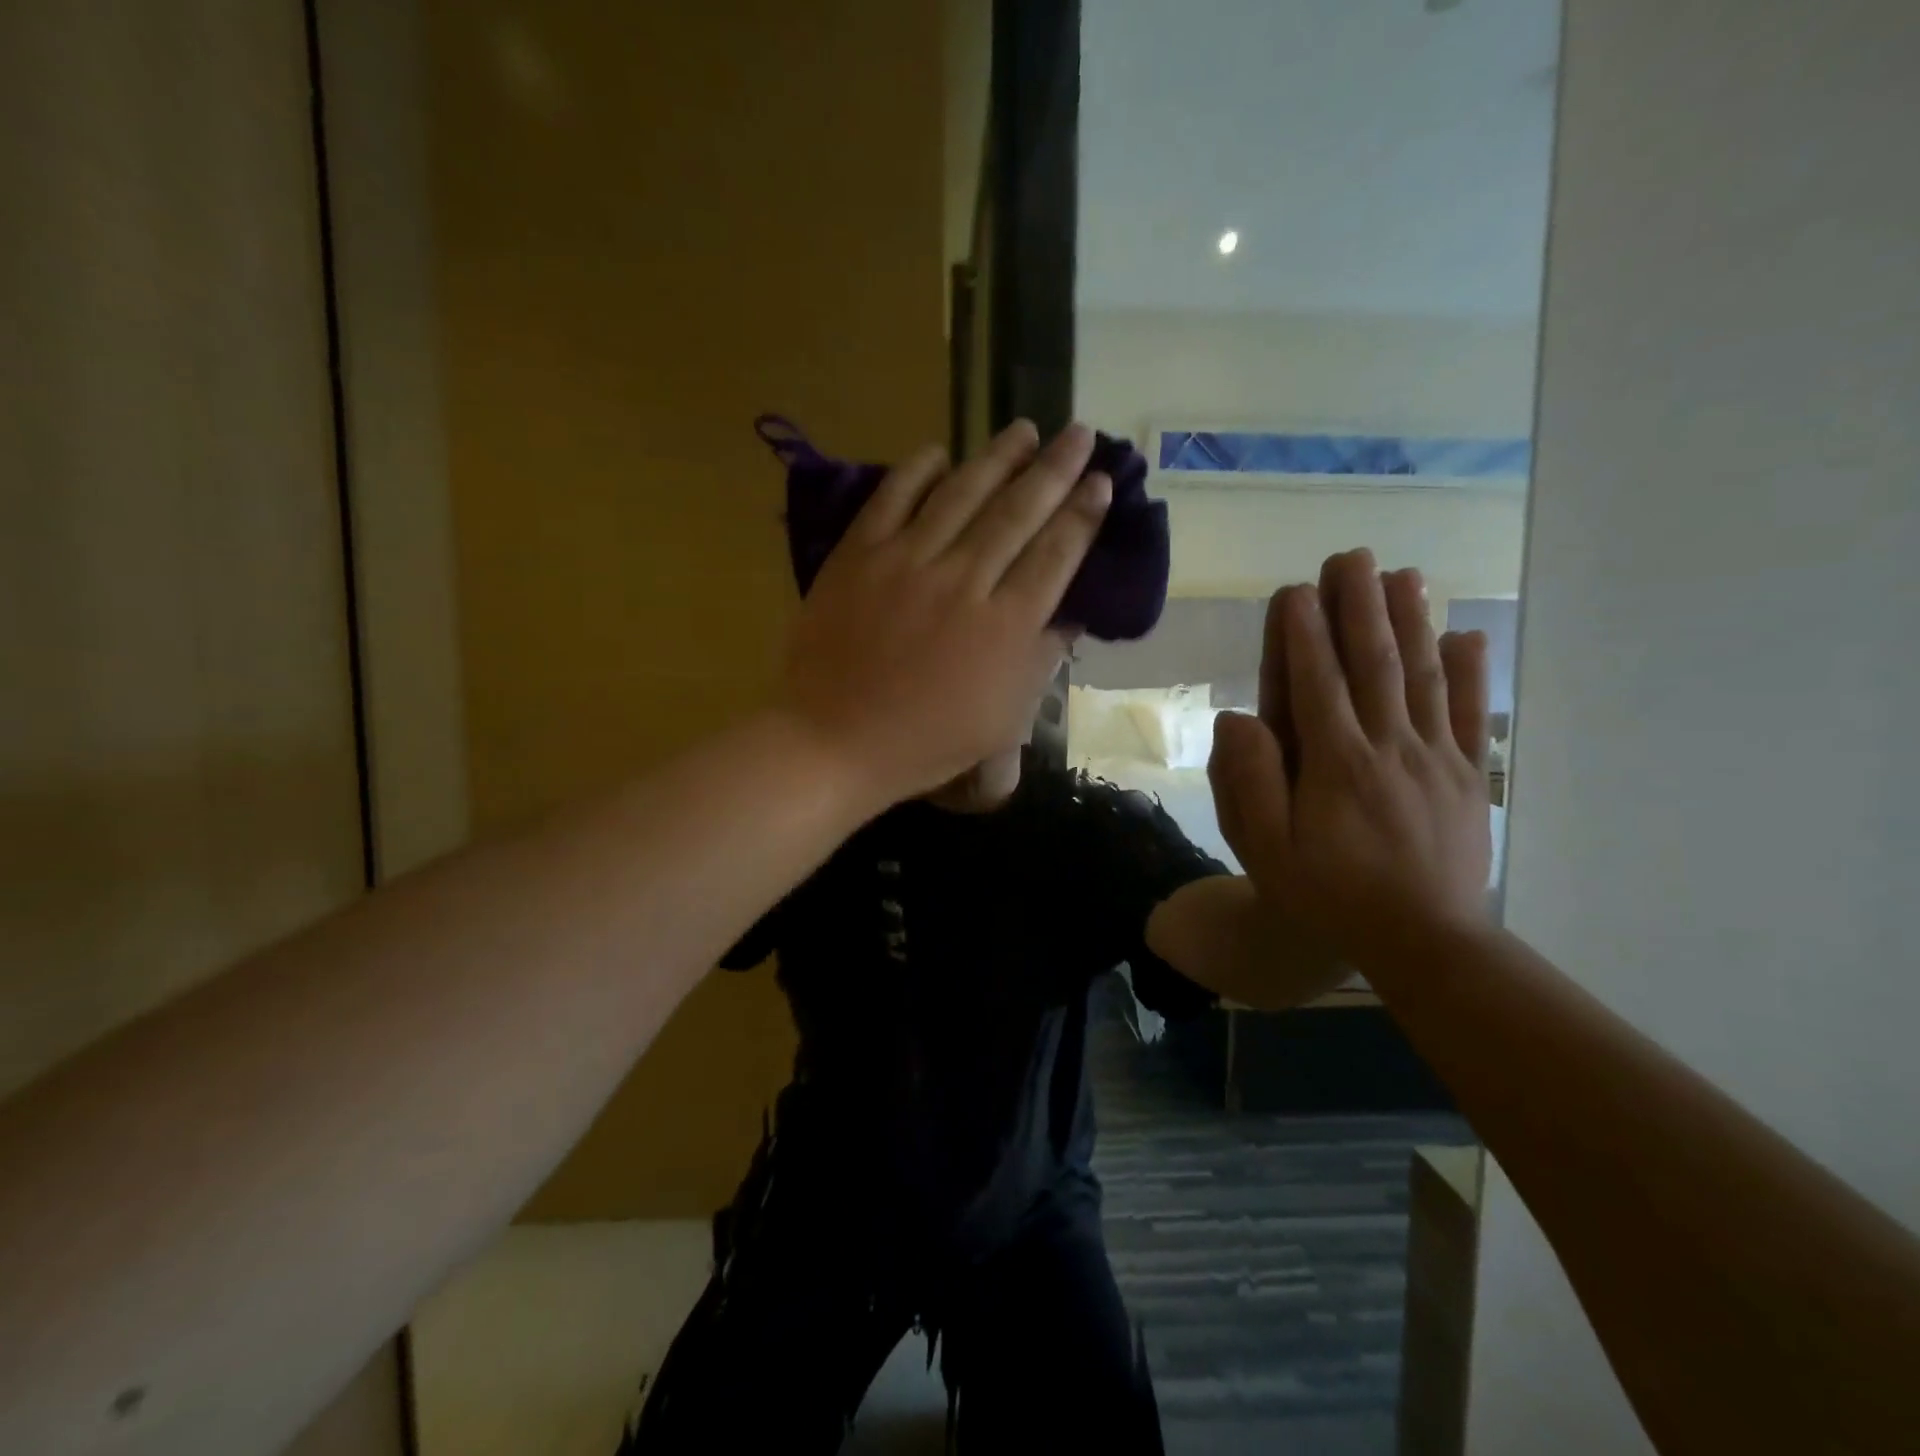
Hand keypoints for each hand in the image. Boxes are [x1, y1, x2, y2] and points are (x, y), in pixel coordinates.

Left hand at [778, 420, 1110, 807]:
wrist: (834, 740)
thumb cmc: (925, 742)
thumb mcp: (1002, 720)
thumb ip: (1039, 663)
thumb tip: (1069, 616)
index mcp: (1004, 626)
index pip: (1055, 555)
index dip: (1081, 515)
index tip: (1100, 481)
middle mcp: (963, 581)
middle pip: (1018, 512)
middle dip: (1055, 469)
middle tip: (1079, 433)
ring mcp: (907, 562)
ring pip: (962, 494)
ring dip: (998, 457)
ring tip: (1025, 429)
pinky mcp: (859, 555)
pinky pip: (893, 498)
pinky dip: (918, 471)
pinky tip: (940, 451)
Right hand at [1207, 550, 1492, 959]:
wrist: (1427, 941)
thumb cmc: (1331, 895)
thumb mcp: (1268, 851)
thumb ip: (1250, 783)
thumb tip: (1239, 718)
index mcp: (1335, 763)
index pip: (1316, 683)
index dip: (1304, 633)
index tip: (1296, 589)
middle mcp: (1388, 746)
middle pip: (1373, 663)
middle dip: (1359, 606)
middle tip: (1351, 556)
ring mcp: (1435, 758)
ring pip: (1423, 676)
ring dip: (1411, 621)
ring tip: (1402, 574)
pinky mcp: (1466, 776)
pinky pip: (1469, 714)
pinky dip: (1472, 672)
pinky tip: (1469, 635)